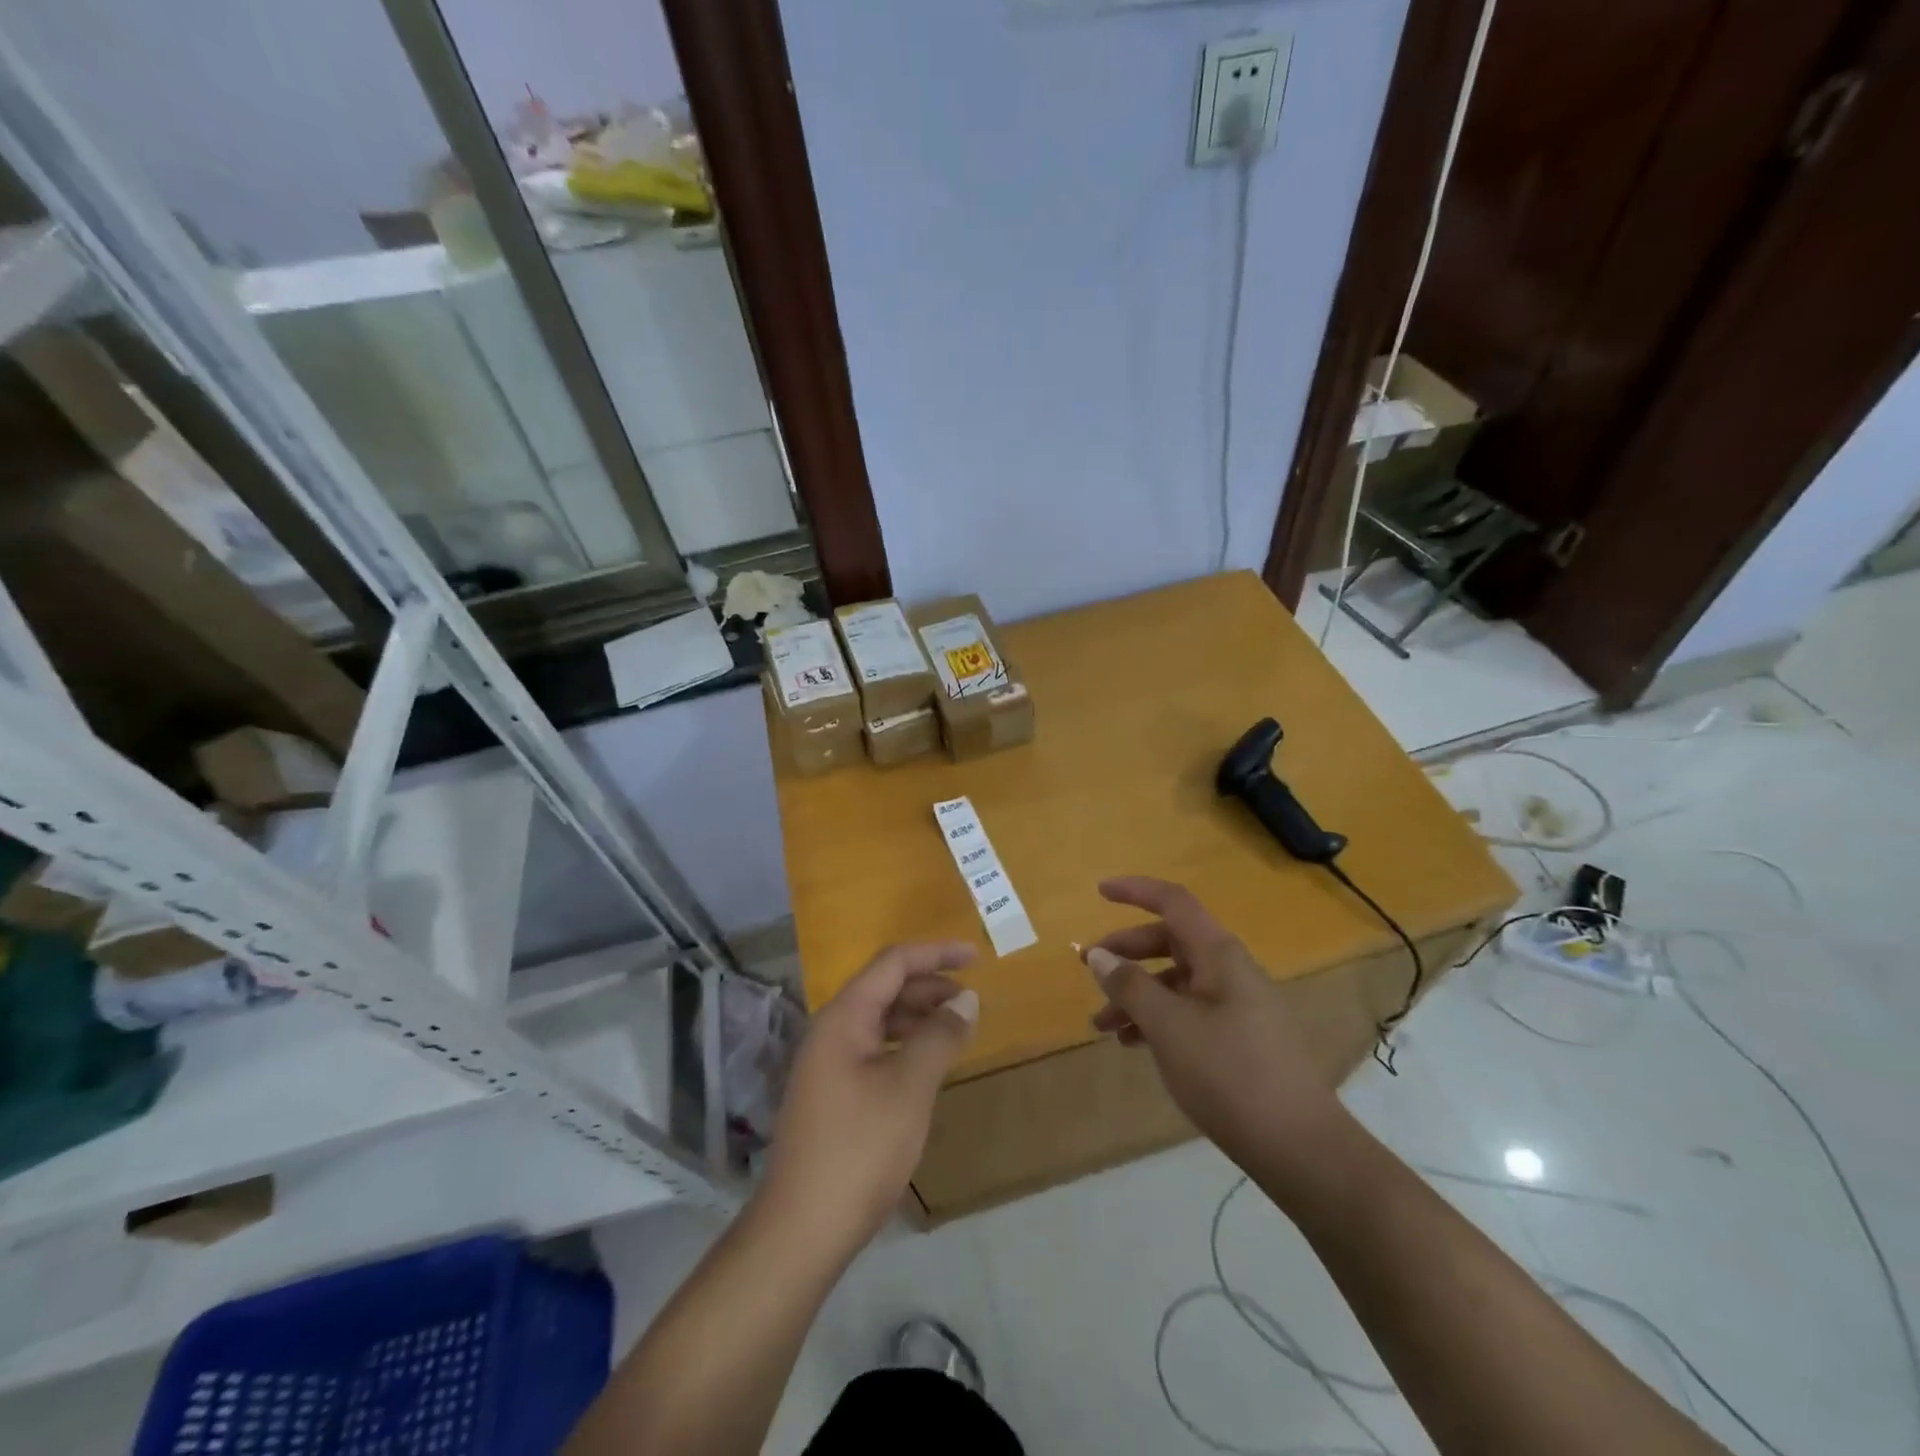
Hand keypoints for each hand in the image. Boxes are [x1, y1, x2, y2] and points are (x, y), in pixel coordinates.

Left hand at [761, 943, 977, 1259]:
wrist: (801, 1229)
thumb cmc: (859, 1149)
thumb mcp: (909, 1088)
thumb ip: (939, 1036)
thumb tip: (966, 999)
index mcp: (844, 1017)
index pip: (893, 963)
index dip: (936, 954)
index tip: (976, 957)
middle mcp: (832, 1030)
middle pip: (885, 987)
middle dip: (930, 985)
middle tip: (972, 999)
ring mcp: (828, 1063)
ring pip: (880, 1019)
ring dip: (919, 1016)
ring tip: (957, 1029)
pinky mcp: (832, 1093)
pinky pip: (875, 1048)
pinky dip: (905, 1045)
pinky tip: (927, 1064)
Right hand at [1084, 876, 1348, 1183]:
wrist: (1301, 1148)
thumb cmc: (1230, 1075)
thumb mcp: (1169, 1027)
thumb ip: (1131, 986)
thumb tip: (1099, 955)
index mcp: (1219, 955)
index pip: (1174, 903)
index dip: (1135, 891)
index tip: (1099, 892)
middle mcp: (1231, 970)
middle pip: (1171, 942)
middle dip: (1127, 953)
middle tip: (1090, 970)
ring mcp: (1240, 1005)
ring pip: (1177, 981)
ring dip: (1138, 994)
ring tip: (1103, 1026)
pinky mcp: (1242, 1038)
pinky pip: (1190, 1011)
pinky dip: (1159, 1018)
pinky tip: (1135, 1045)